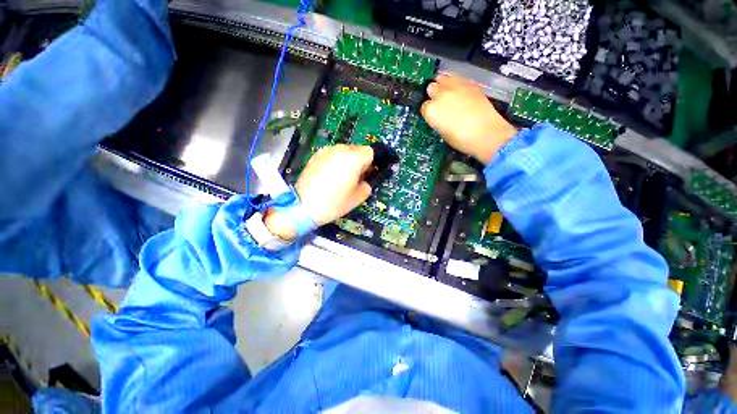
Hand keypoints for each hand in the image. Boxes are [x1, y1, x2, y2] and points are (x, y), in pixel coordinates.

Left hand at [264, 145, 373, 240]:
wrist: (304, 206)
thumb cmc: (334, 203)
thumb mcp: (358, 197)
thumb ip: (368, 184)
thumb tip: (366, 178)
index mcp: (353, 159)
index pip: (371, 151)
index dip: (373, 162)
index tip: (370, 172)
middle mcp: (340, 149)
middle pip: (357, 149)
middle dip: (361, 160)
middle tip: (357, 176)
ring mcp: (326, 151)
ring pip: (344, 151)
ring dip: (348, 160)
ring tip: (342, 177)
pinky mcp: (316, 155)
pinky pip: (332, 154)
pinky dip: (336, 161)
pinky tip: (330, 176)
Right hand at [421, 74, 517, 163]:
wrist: (486, 133)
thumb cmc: (461, 139)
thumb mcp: (442, 133)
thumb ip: (437, 120)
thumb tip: (439, 116)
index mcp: (431, 110)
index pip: (424, 106)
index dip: (429, 112)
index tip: (434, 116)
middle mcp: (440, 95)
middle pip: (431, 88)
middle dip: (434, 95)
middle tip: (440, 103)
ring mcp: (455, 86)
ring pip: (443, 77)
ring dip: (443, 84)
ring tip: (448, 93)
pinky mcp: (469, 83)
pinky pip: (457, 78)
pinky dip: (455, 83)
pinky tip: (460, 92)